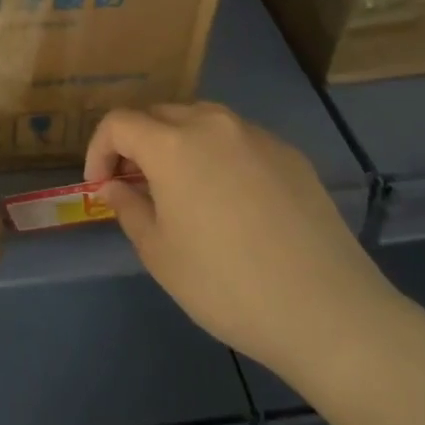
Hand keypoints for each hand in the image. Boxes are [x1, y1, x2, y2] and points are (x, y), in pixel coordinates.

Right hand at [85, 103, 413, 384]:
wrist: (325, 309)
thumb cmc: (225, 284)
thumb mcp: (160, 253)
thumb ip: (129, 208)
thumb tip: (115, 185)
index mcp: (174, 144)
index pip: (119, 122)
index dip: (99, 150)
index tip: (101, 187)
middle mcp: (214, 125)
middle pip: (160, 114)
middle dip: (136, 144)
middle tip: (135, 186)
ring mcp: (258, 136)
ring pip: (202, 121)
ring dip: (177, 144)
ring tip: (180, 189)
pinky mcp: (291, 155)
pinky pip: (239, 141)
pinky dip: (218, 156)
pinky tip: (230, 201)